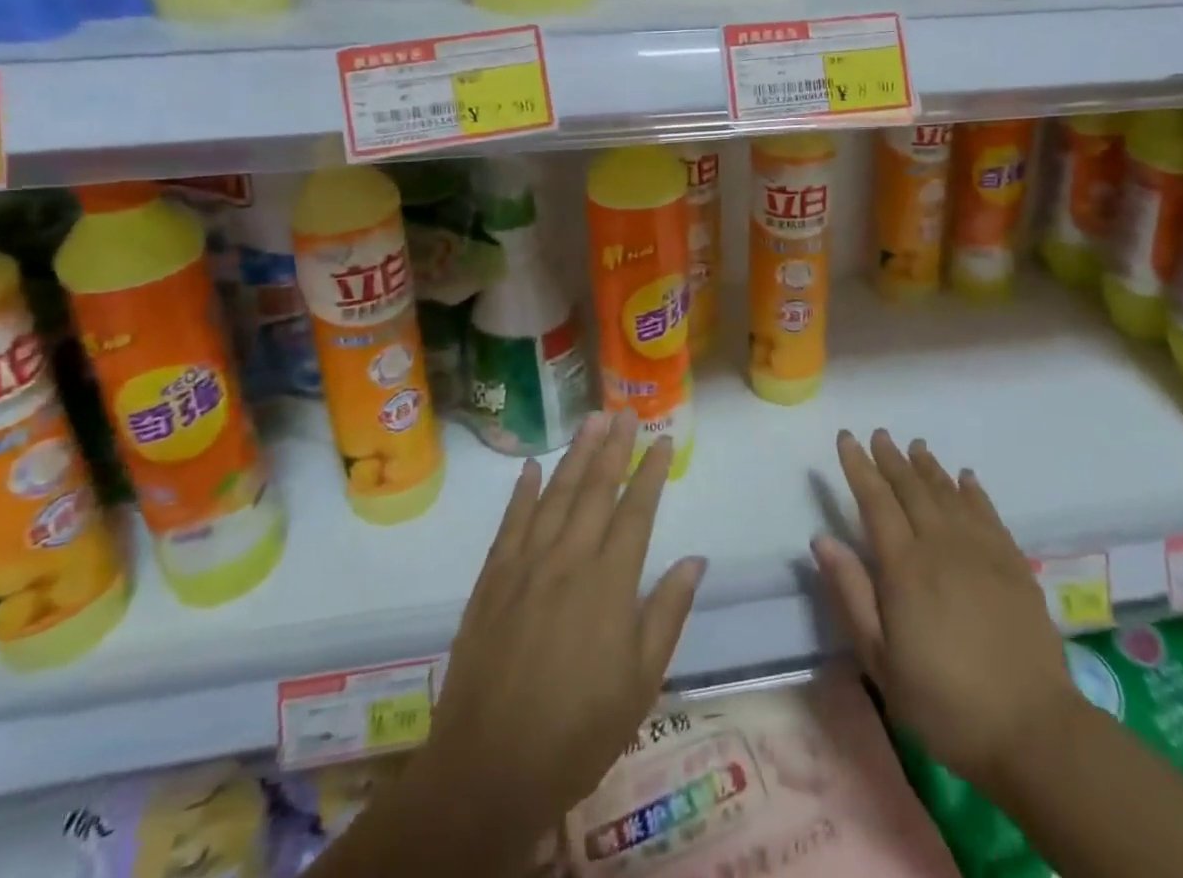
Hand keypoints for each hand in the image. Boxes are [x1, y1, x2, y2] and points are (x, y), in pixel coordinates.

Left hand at [422, 411, 706, 851]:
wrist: (487, 771)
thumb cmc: (578, 731)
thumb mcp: (641, 682)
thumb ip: (668, 613)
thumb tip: (695, 560)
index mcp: (609, 582)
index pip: (636, 511)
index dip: (650, 471)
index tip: (661, 439)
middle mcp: (568, 560)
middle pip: (595, 490)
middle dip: (613, 447)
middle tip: (624, 412)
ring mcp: (525, 566)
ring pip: (554, 495)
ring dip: (574, 455)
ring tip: (590, 422)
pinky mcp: (491, 581)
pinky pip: (509, 524)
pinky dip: (521, 493)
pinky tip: (530, 467)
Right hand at [812, 429, 1077, 798]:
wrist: (1032, 728)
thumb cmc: (944, 701)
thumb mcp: (881, 660)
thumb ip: (851, 594)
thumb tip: (821, 539)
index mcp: (905, 566)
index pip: (875, 501)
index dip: (859, 466)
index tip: (847, 438)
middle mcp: (941, 544)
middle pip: (911, 488)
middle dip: (891, 458)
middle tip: (879, 434)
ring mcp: (981, 550)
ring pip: (948, 492)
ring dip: (928, 466)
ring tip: (915, 445)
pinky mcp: (1013, 563)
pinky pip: (987, 512)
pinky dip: (972, 490)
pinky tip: (965, 477)